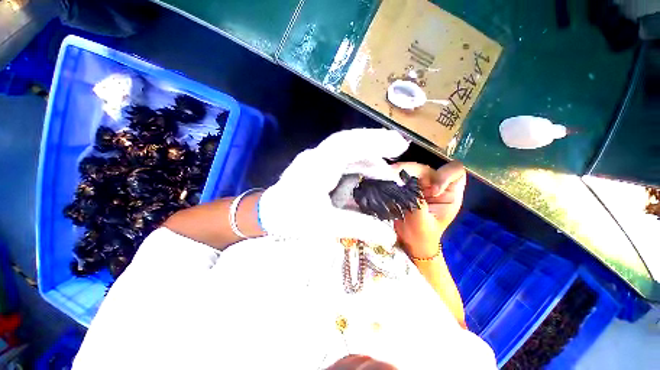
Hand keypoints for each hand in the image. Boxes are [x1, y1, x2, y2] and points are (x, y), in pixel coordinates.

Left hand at [258, 129, 409, 245]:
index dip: (373, 141)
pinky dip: (359, 165)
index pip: (346, 145)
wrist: (269, 214)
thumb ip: (357, 227)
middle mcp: (316, 157)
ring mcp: (317, 159)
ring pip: (347, 151)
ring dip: (368, 158)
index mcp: (316, 167)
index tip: (398, 144)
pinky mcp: (319, 165)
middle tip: (400, 148)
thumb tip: (389, 237)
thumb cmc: (291, 219)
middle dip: (375, 142)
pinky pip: (343, 160)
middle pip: (348, 141)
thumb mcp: (324, 225)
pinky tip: (370, 176)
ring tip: (388, 173)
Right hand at [392, 161, 466, 257]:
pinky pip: (403, 175)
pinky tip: (386, 177)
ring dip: (401, 170)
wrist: (409, 240)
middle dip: (413, 170)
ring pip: (413, 169)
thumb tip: (406, 184)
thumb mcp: (422, 221)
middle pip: (428, 169)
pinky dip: (394, 175)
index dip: (444, 176)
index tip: (432, 191)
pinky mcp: (409, 186)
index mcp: (450, 194)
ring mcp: (421, 185)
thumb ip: (417, 202)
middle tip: (395, 173)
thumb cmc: (421, 235)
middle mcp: (436, 185)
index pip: (455, 172)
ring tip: (388, 173)